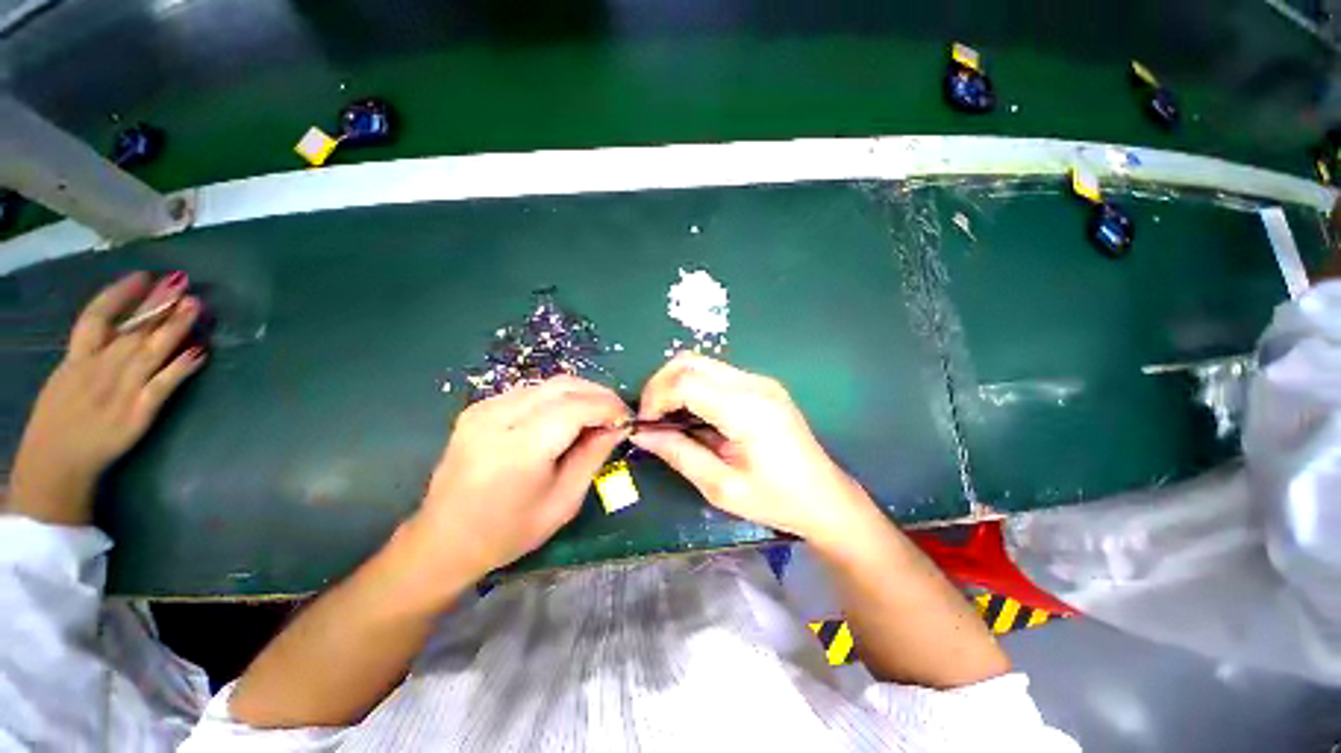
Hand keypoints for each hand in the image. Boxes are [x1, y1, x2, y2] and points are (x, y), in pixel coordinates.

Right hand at [8, 272, 205, 524]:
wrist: (55, 465)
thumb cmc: (59, 420)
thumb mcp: (65, 377)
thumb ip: (89, 353)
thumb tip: (117, 326)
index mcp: (76, 359)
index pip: (95, 318)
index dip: (119, 294)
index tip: (144, 275)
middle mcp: (98, 370)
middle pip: (131, 331)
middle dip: (157, 305)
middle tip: (182, 281)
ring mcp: (119, 392)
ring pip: (150, 352)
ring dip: (174, 327)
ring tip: (196, 305)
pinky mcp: (137, 414)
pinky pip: (162, 386)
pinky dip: (181, 368)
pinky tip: (201, 351)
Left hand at [409, 376, 629, 579]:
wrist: (444, 540)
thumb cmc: (509, 532)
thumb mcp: (564, 502)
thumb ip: (594, 456)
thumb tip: (618, 426)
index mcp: (520, 448)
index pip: (576, 406)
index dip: (608, 406)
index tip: (627, 418)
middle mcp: (499, 418)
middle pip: (563, 386)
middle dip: (598, 394)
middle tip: (616, 414)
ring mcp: (484, 408)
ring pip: (548, 384)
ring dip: (579, 394)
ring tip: (595, 416)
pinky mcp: (479, 408)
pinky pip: (531, 391)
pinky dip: (557, 398)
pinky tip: (564, 418)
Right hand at [631, 354, 872, 546]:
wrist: (826, 497)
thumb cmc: (776, 500)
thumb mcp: (721, 487)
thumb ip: (679, 454)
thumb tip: (641, 434)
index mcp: (746, 410)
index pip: (685, 381)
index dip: (655, 398)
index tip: (645, 425)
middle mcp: (754, 384)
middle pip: (690, 362)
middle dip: (660, 385)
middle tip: (652, 418)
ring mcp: (760, 381)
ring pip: (701, 363)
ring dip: (676, 384)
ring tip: (669, 418)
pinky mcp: (762, 385)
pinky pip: (716, 374)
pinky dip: (694, 388)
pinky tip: (693, 415)